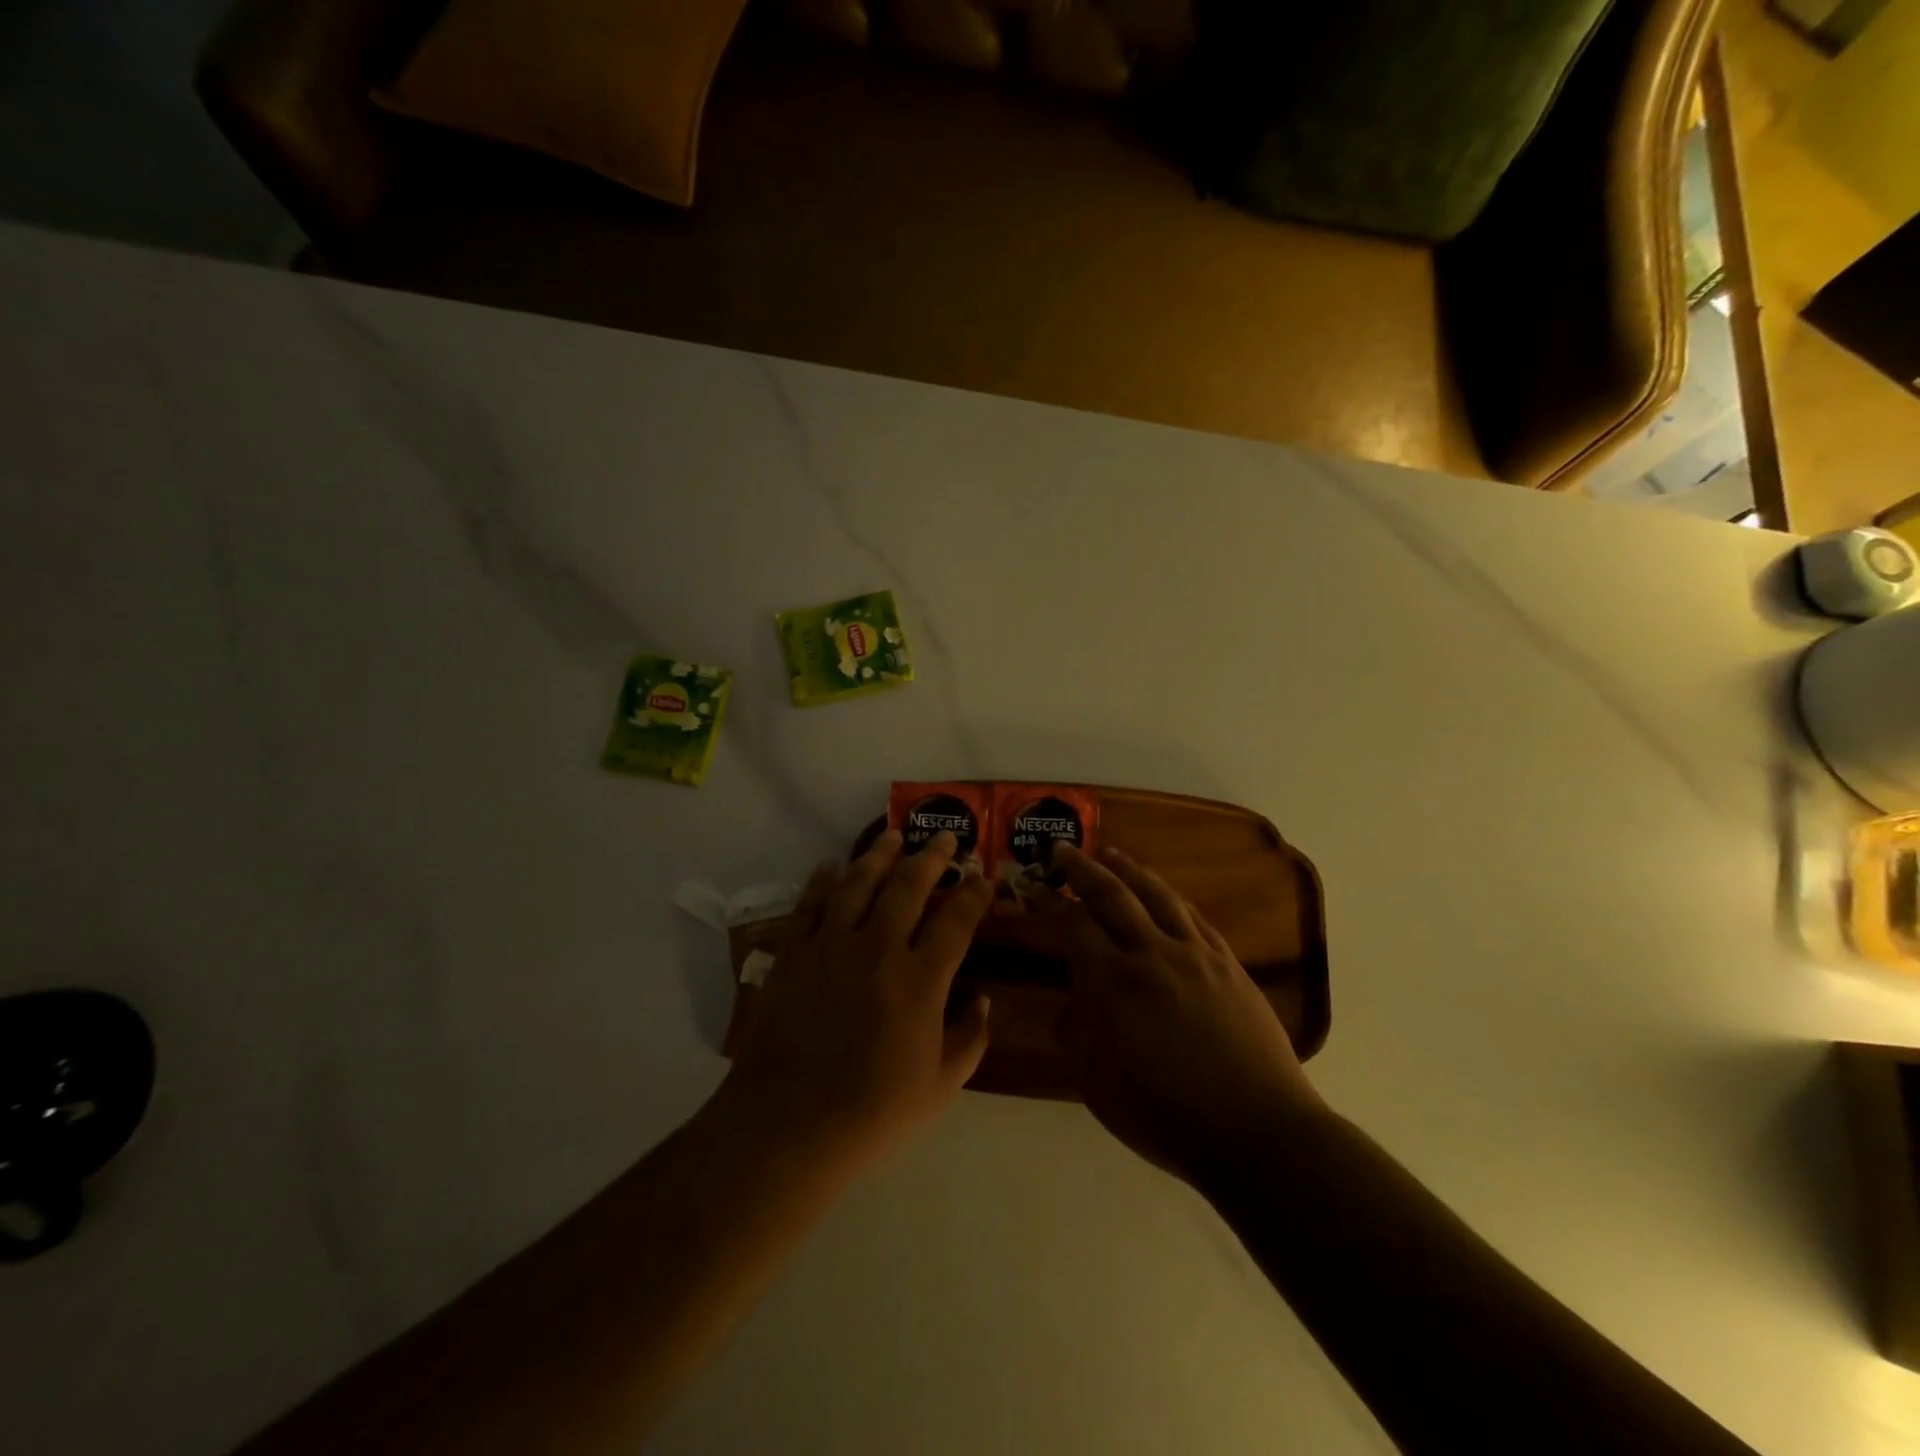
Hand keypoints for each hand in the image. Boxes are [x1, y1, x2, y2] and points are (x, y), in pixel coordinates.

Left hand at [719, 829, 993, 1177]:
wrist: (787, 1128)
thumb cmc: (871, 1114)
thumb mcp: (940, 1088)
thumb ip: (970, 1039)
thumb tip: (984, 1000)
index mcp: (920, 981)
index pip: (957, 921)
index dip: (974, 894)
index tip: (984, 877)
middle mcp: (878, 950)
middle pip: (909, 886)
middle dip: (932, 856)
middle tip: (945, 836)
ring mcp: (830, 947)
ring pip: (858, 883)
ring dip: (879, 854)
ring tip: (892, 835)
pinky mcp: (793, 954)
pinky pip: (810, 904)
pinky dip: (822, 880)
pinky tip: (831, 866)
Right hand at [1032, 844, 1321, 1182]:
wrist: (1258, 1131)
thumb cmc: (1167, 1114)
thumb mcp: (1097, 1082)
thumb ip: (1076, 1030)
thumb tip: (1075, 994)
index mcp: (1117, 983)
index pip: (1073, 925)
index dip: (1047, 902)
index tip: (1029, 885)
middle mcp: (1155, 954)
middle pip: (1113, 895)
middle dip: (1081, 868)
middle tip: (1061, 848)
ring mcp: (1197, 955)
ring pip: (1157, 895)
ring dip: (1128, 869)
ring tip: (1109, 853)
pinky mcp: (1229, 964)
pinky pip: (1194, 917)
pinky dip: (1170, 897)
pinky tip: (1162, 893)